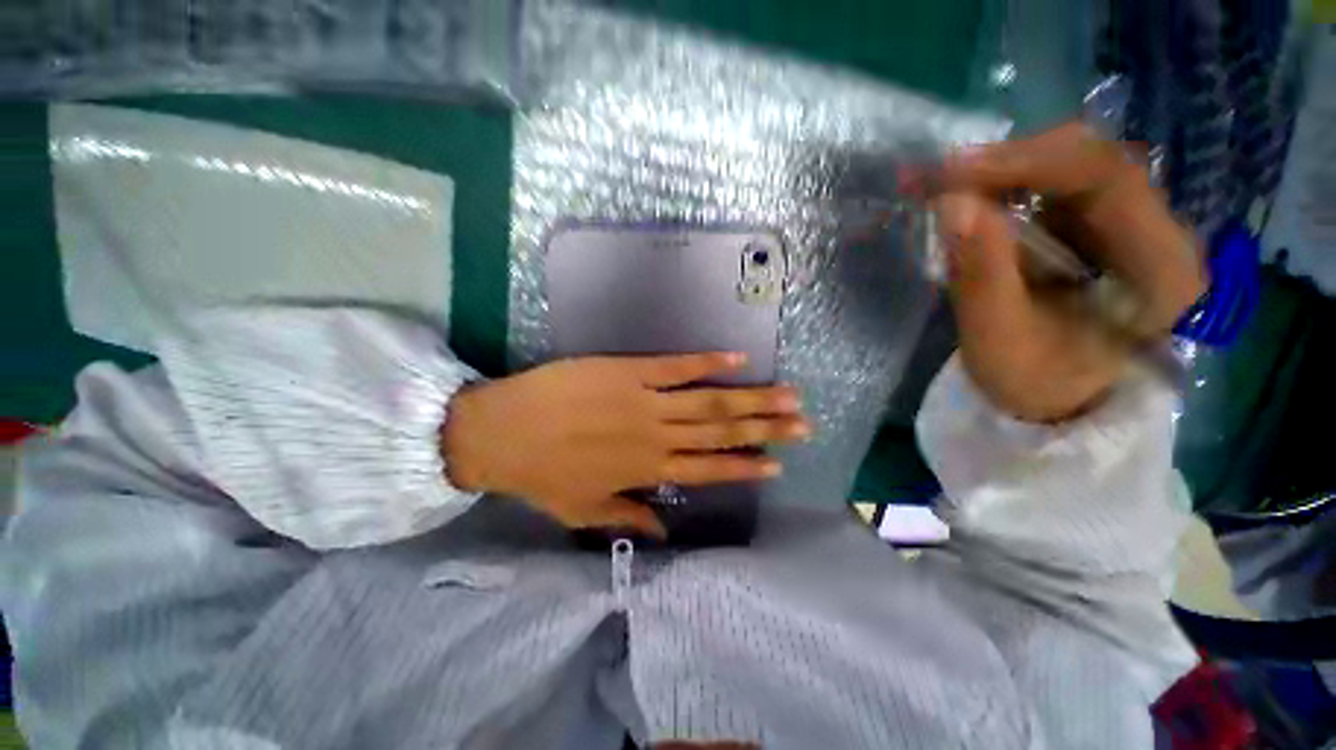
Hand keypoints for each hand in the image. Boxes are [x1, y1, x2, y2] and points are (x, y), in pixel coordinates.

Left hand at [440, 353, 808, 536]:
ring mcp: (647, 400)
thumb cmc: (541, 473)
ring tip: (788, 396)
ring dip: (752, 398)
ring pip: (711, 400)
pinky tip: (737, 357)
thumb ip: (627, 517)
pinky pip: (677, 366)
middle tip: (802, 424)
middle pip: (722, 432)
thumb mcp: (582, 511)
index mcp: (648, 469)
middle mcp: (658, 436)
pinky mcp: (631, 370)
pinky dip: (709, 362)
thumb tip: (662, 529)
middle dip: (766, 429)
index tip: (777, 464)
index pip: (710, 469)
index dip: (745, 466)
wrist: (500, 431)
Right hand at [927, 123, 1206, 422]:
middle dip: (1008, 162)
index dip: (1027, 164)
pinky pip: (1054, 186)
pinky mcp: (1099, 228)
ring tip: (940, 186)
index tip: (951, 173)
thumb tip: (952, 205)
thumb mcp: (1000, 341)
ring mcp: (1131, 224)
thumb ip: (981, 276)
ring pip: (1070, 166)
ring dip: (1001, 171)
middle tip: (937, 178)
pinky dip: (1003, 186)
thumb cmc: (1035, 384)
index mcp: (1164, 269)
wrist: (1055, 402)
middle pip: (1091, 160)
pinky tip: (964, 196)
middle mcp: (1160, 231)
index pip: (1107, 178)